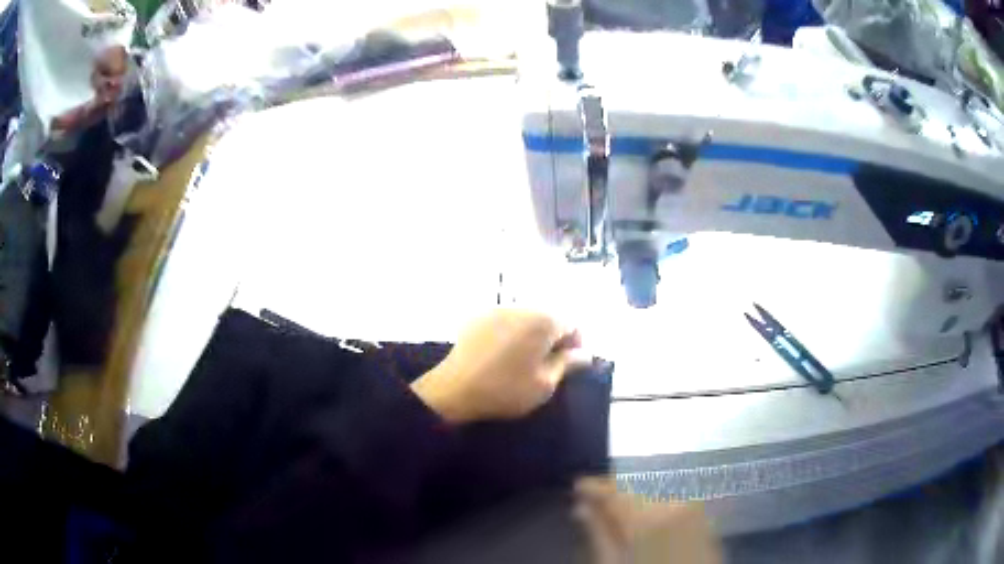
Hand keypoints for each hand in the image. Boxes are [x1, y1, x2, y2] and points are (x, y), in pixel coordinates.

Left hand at [411, 310, 580, 423]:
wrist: (454, 389)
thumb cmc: (506, 389)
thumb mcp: (545, 383)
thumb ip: (568, 364)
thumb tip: (584, 354)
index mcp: (543, 320)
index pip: (573, 324)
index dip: (576, 345)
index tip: (569, 366)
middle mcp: (522, 306)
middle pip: (549, 318)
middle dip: (554, 339)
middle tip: (548, 366)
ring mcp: (497, 309)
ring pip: (527, 319)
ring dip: (533, 336)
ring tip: (525, 362)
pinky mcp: (478, 317)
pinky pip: (506, 321)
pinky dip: (512, 334)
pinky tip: (503, 356)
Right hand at [573, 478, 720, 563]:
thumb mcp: (613, 563)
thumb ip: (598, 534)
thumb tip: (581, 508)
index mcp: (648, 518)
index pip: (615, 492)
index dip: (594, 487)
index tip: (577, 486)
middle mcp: (673, 504)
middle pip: (635, 488)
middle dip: (613, 492)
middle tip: (592, 500)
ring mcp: (692, 507)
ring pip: (654, 491)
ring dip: (633, 496)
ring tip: (616, 509)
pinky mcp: (702, 514)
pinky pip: (672, 498)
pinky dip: (653, 502)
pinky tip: (643, 514)